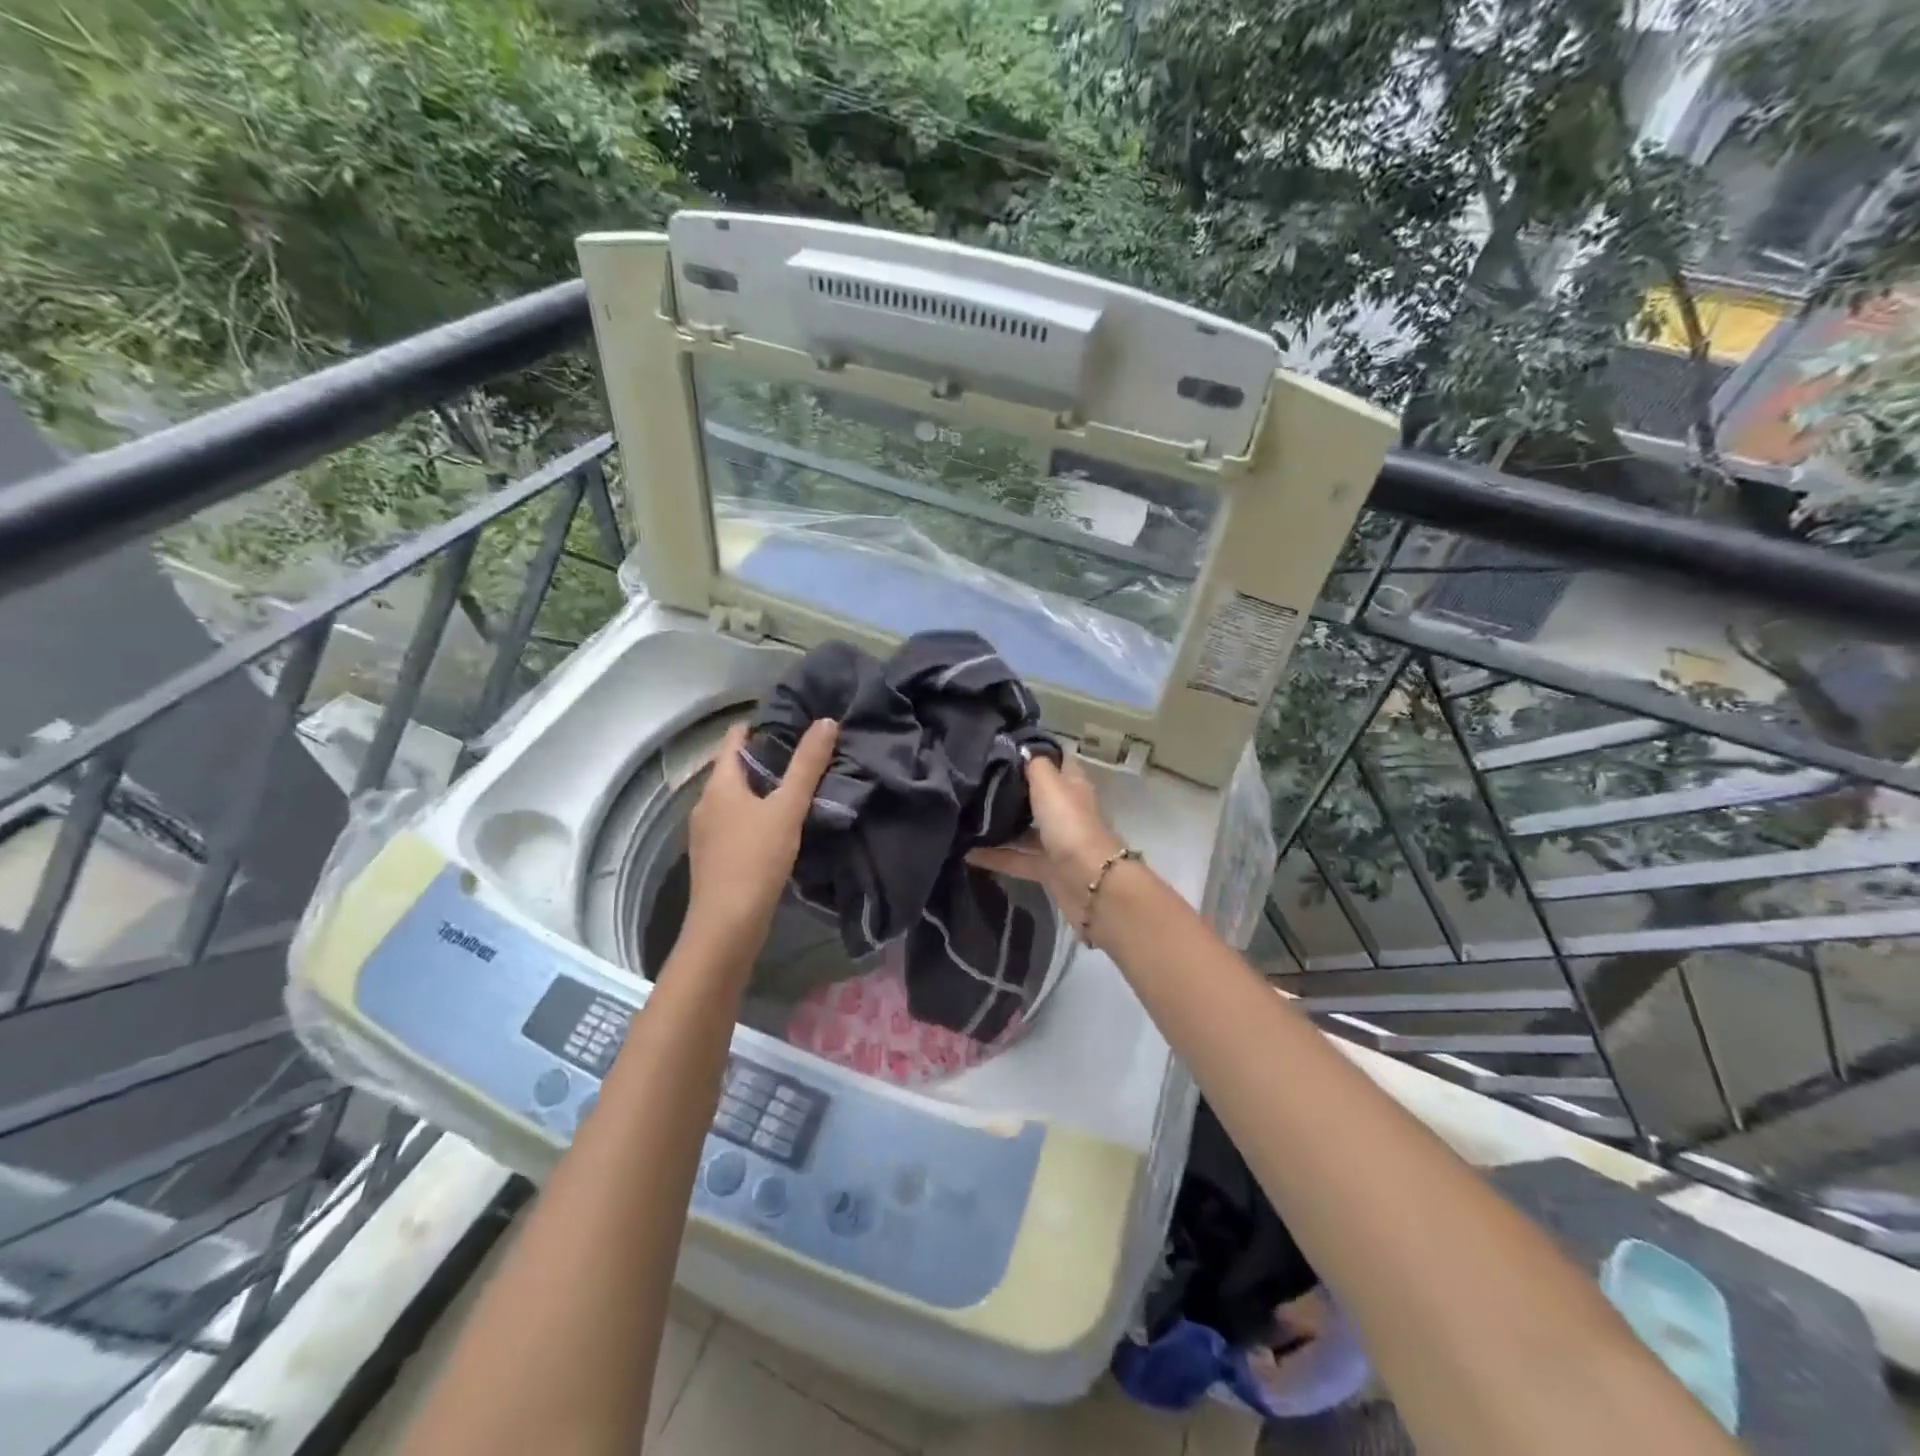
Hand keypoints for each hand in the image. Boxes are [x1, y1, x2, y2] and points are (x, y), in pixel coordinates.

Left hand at [683, 719, 837, 955]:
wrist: (727, 925)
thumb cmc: (755, 859)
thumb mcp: (788, 808)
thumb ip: (807, 765)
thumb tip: (825, 722)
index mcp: (719, 785)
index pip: (733, 740)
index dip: (757, 727)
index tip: (787, 720)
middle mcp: (705, 804)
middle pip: (733, 770)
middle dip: (763, 760)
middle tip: (802, 754)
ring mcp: (706, 833)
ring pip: (735, 799)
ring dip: (760, 790)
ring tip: (795, 788)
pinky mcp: (714, 858)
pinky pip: (735, 824)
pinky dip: (755, 816)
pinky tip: (778, 827)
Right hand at [968, 754, 1126, 931]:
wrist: (1088, 883)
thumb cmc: (1069, 825)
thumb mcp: (1050, 784)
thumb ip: (1035, 765)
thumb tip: (1022, 750)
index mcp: (1072, 786)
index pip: (1055, 761)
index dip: (1034, 753)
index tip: (1002, 748)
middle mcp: (1066, 811)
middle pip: (1037, 796)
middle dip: (1010, 791)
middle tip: (975, 782)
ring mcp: (1058, 842)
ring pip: (1025, 830)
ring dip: (1000, 826)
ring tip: (966, 817)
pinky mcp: (1048, 869)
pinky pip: (1017, 859)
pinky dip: (995, 857)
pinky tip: (967, 853)